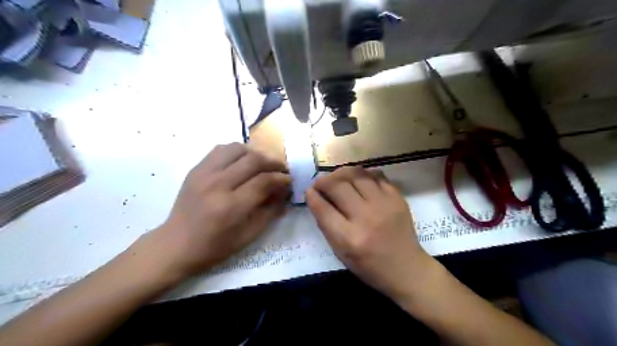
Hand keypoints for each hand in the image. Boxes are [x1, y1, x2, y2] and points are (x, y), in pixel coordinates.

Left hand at [151, 144, 291, 277]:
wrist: (175, 245)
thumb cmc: (214, 247)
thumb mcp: (249, 236)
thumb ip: (270, 211)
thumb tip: (284, 191)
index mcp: (231, 206)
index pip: (264, 181)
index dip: (281, 178)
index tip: (289, 180)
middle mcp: (217, 185)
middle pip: (253, 160)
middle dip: (273, 162)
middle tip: (282, 169)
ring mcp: (204, 173)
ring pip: (237, 149)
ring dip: (256, 153)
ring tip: (263, 163)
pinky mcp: (196, 169)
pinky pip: (221, 149)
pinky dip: (237, 152)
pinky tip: (243, 162)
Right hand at [308, 167, 432, 299]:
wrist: (406, 268)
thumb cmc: (369, 266)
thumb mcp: (341, 253)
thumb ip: (327, 225)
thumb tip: (316, 198)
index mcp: (349, 238)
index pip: (323, 208)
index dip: (312, 196)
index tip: (309, 191)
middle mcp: (366, 217)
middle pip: (338, 186)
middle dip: (323, 181)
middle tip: (321, 183)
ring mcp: (384, 205)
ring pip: (356, 174)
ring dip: (341, 173)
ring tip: (337, 178)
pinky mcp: (397, 197)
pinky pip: (376, 175)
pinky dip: (363, 174)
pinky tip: (358, 180)